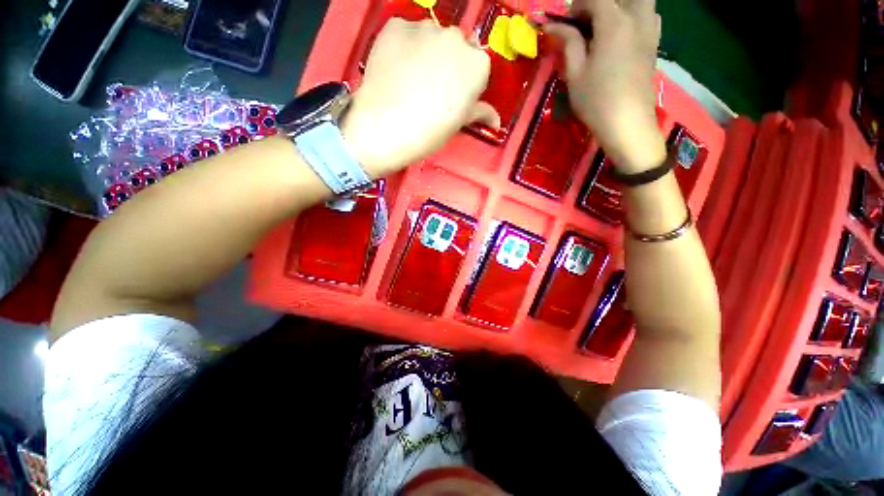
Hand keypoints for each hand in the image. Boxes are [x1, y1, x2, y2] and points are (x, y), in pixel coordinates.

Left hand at [342, 19, 498, 176]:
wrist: (387, 127)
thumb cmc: (429, 132)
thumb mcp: (458, 124)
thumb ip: (479, 113)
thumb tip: (496, 121)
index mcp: (477, 65)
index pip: (477, 66)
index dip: (465, 83)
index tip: (454, 97)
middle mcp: (455, 38)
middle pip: (455, 47)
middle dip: (447, 63)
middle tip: (431, 88)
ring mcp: (425, 28)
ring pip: (430, 37)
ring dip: (425, 52)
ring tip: (410, 79)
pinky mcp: (396, 25)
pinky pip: (404, 33)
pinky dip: (402, 46)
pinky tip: (395, 68)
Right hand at [545, 0, 665, 172]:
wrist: (627, 123)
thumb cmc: (596, 100)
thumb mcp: (575, 73)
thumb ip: (568, 43)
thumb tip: (554, 25)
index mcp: (614, 22)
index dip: (576, 6)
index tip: (564, 24)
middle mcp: (637, 18)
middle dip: (599, 3)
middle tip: (585, 21)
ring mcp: (650, 30)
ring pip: (639, 1)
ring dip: (619, 6)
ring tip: (602, 26)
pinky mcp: (654, 44)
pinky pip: (649, 15)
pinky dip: (635, 15)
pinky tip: (622, 33)